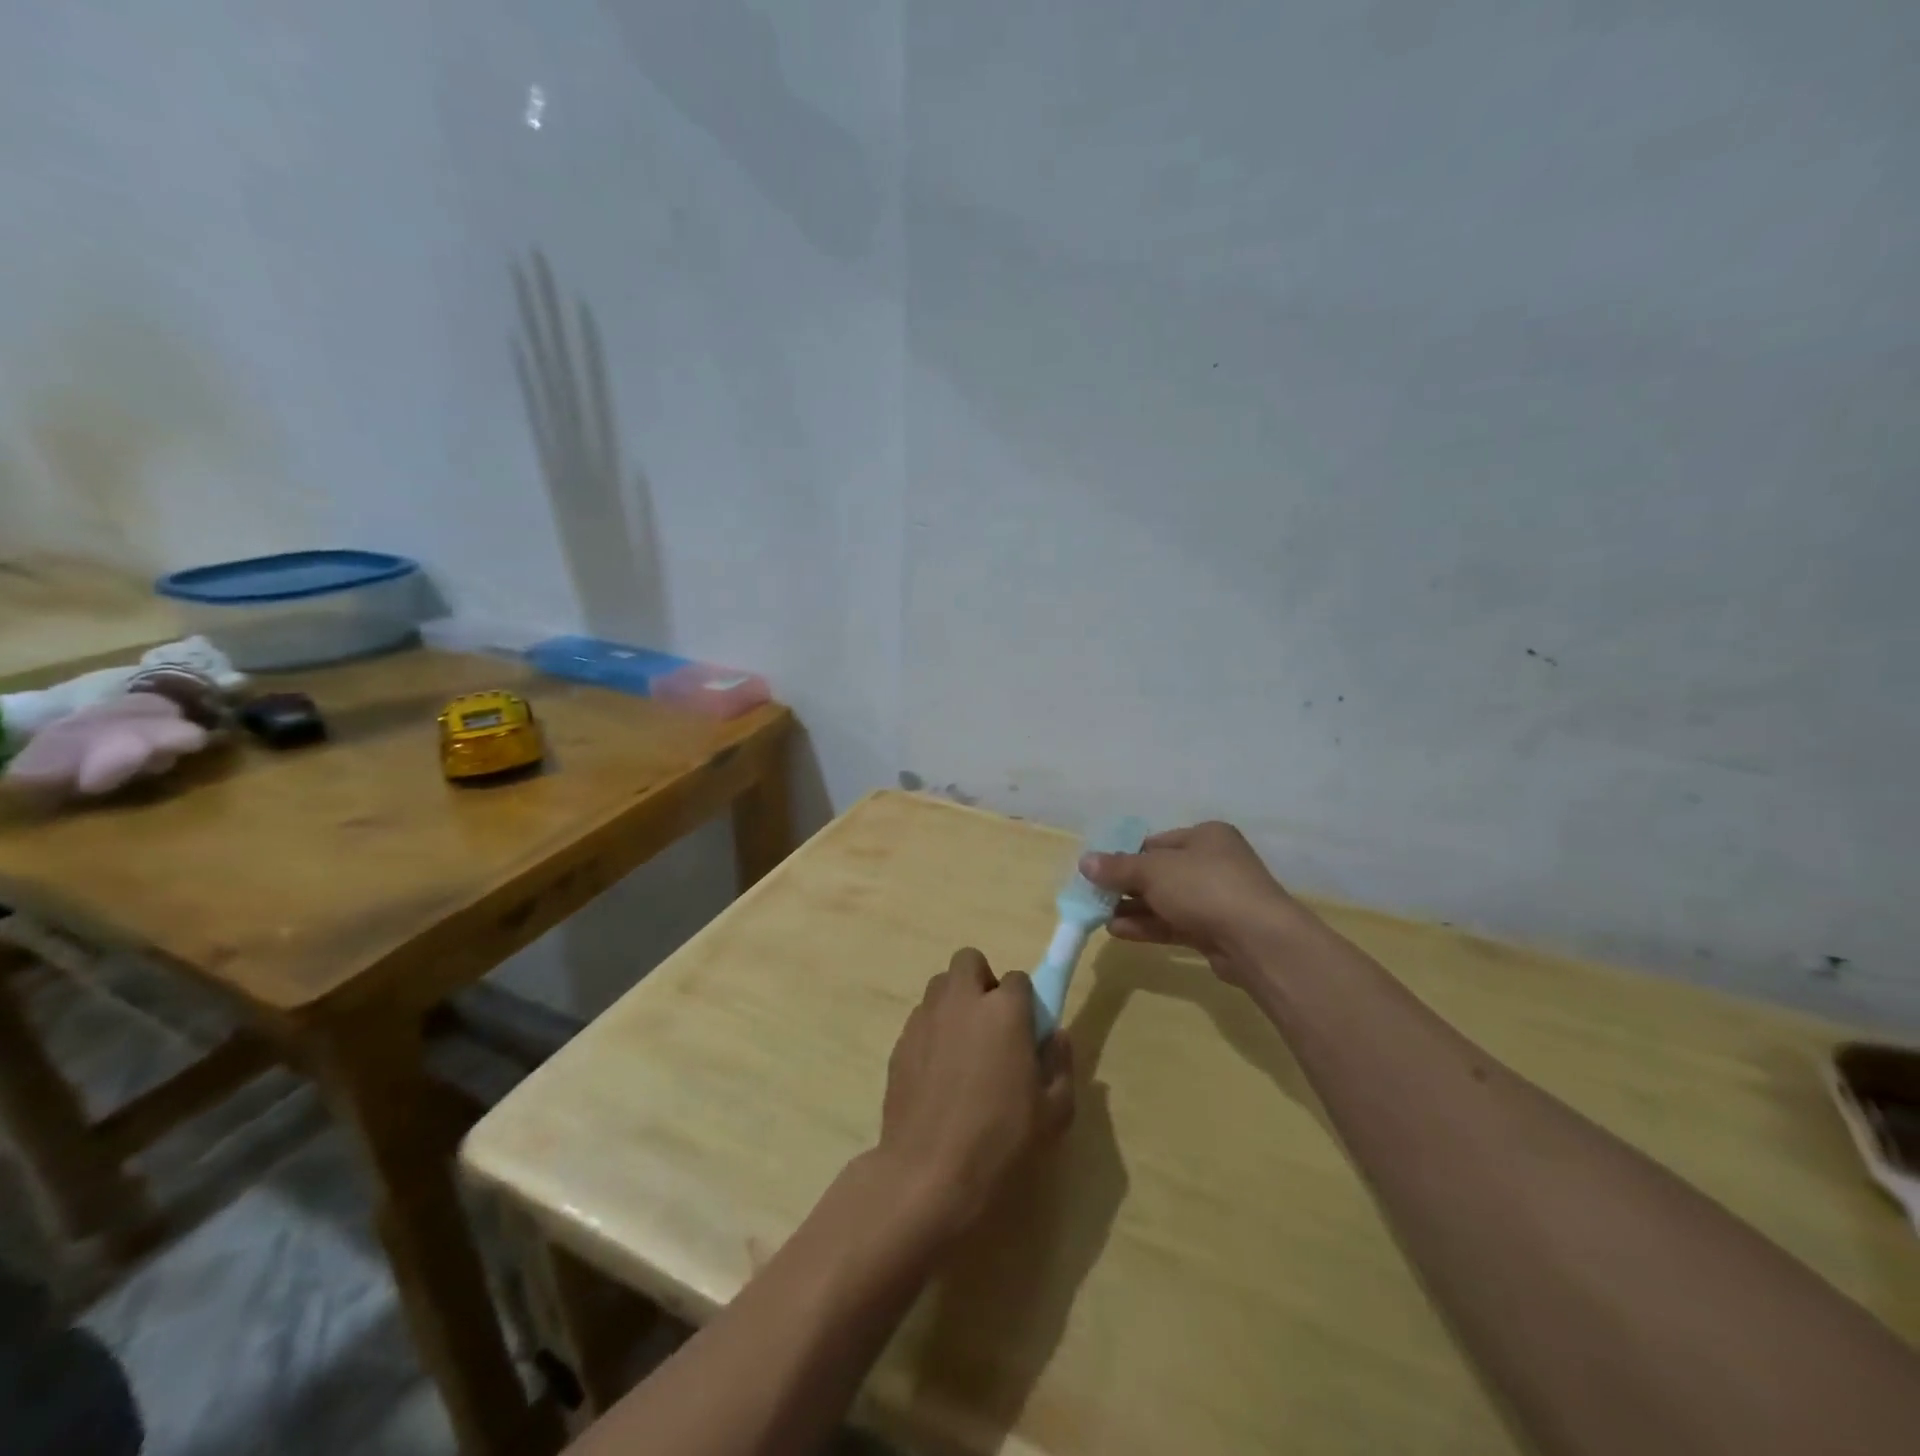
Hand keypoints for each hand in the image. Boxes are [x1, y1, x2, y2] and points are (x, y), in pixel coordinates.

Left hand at [878, 948, 1074, 1240]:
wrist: (928, 1173)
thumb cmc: (1001, 1141)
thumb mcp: (1054, 1112)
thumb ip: (1060, 1063)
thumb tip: (1054, 1035)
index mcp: (1004, 1010)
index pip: (1019, 978)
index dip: (1025, 1002)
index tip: (1026, 1032)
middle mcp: (961, 1001)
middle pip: (969, 961)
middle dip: (981, 981)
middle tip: (991, 1025)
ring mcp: (925, 1018)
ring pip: (940, 987)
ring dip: (954, 1003)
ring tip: (963, 1049)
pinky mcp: (899, 1042)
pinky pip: (921, 1019)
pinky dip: (932, 1031)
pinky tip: (938, 1074)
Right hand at [1079, 821, 1306, 984]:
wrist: (1258, 940)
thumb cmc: (1204, 887)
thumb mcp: (1153, 871)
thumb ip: (1117, 868)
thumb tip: (1084, 861)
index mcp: (1206, 836)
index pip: (1156, 842)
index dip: (1125, 855)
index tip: (1098, 871)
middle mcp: (1214, 863)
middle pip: (1160, 872)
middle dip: (1127, 886)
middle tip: (1094, 896)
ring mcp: (1217, 899)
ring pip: (1166, 901)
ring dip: (1134, 909)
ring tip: (1099, 917)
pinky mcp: (1216, 931)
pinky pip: (1175, 924)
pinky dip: (1148, 926)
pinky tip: (1119, 932)